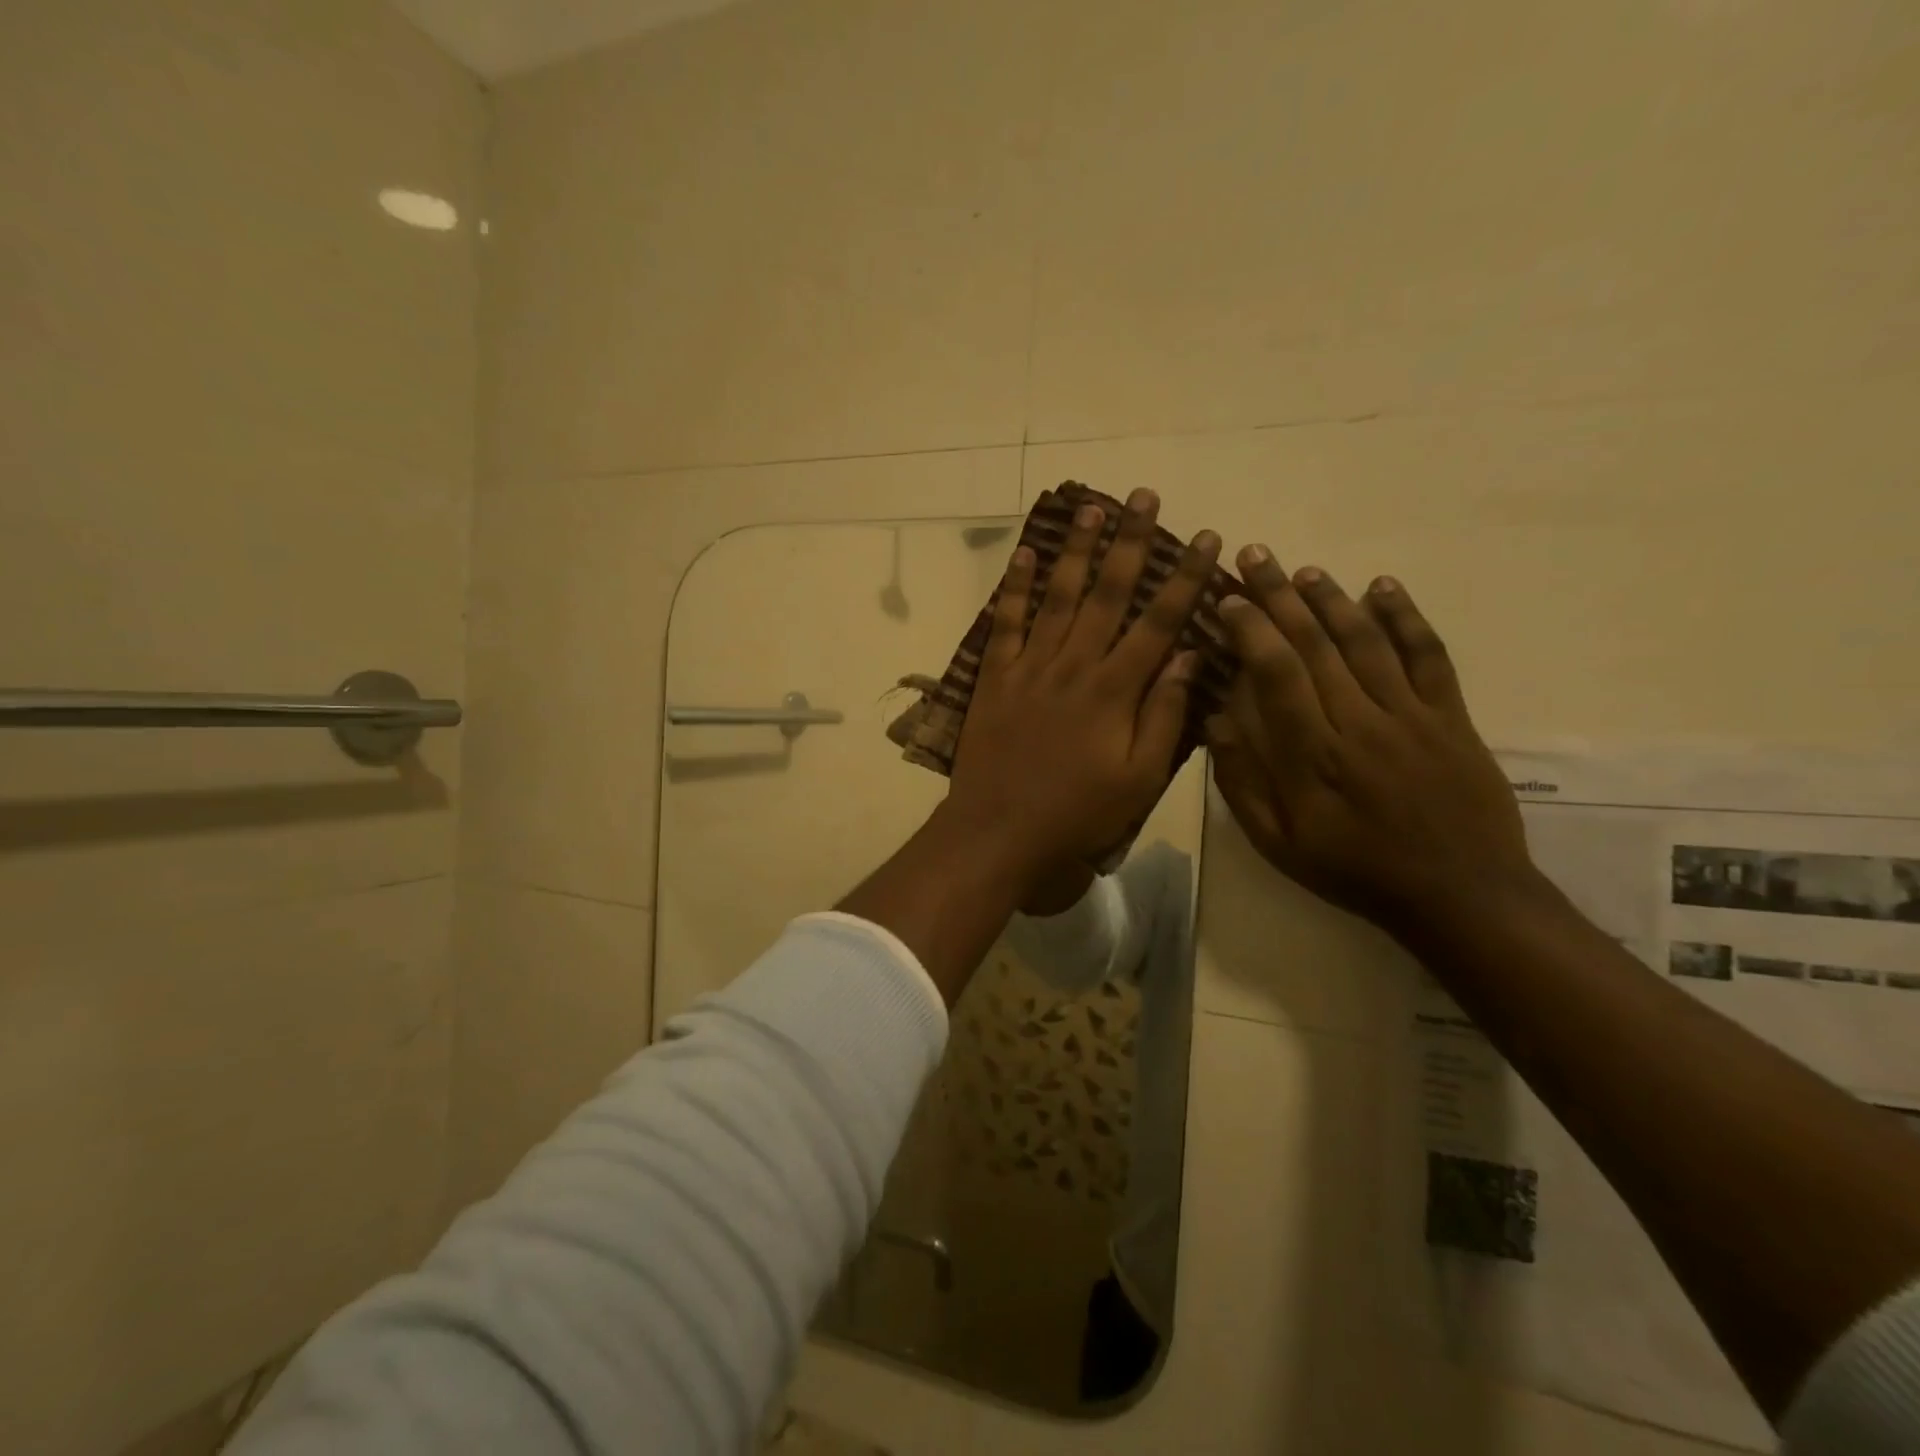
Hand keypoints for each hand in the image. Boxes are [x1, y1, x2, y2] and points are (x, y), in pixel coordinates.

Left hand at [947, 490, 1219, 891]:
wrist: (999, 832)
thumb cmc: (1078, 814)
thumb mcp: (1139, 779)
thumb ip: (1164, 716)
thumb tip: (1187, 656)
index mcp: (1115, 691)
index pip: (1159, 621)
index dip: (1185, 577)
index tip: (1205, 538)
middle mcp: (1074, 666)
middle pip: (1108, 594)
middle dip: (1130, 543)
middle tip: (1143, 496)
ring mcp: (1030, 668)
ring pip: (1058, 597)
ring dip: (1076, 552)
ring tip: (1090, 509)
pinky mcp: (994, 678)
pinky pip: (1005, 623)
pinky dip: (1013, 588)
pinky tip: (1023, 555)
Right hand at [1206, 547, 1538, 934]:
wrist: (1461, 895)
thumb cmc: (1355, 870)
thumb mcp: (1279, 844)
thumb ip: (1243, 783)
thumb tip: (1215, 721)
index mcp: (1312, 756)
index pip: (1275, 674)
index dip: (1251, 629)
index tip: (1228, 599)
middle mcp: (1359, 722)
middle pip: (1316, 645)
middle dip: (1280, 596)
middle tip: (1255, 556)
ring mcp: (1411, 715)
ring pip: (1366, 642)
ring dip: (1332, 599)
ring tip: (1303, 569)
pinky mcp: (1451, 717)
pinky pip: (1429, 656)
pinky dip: (1407, 618)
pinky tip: (1384, 587)